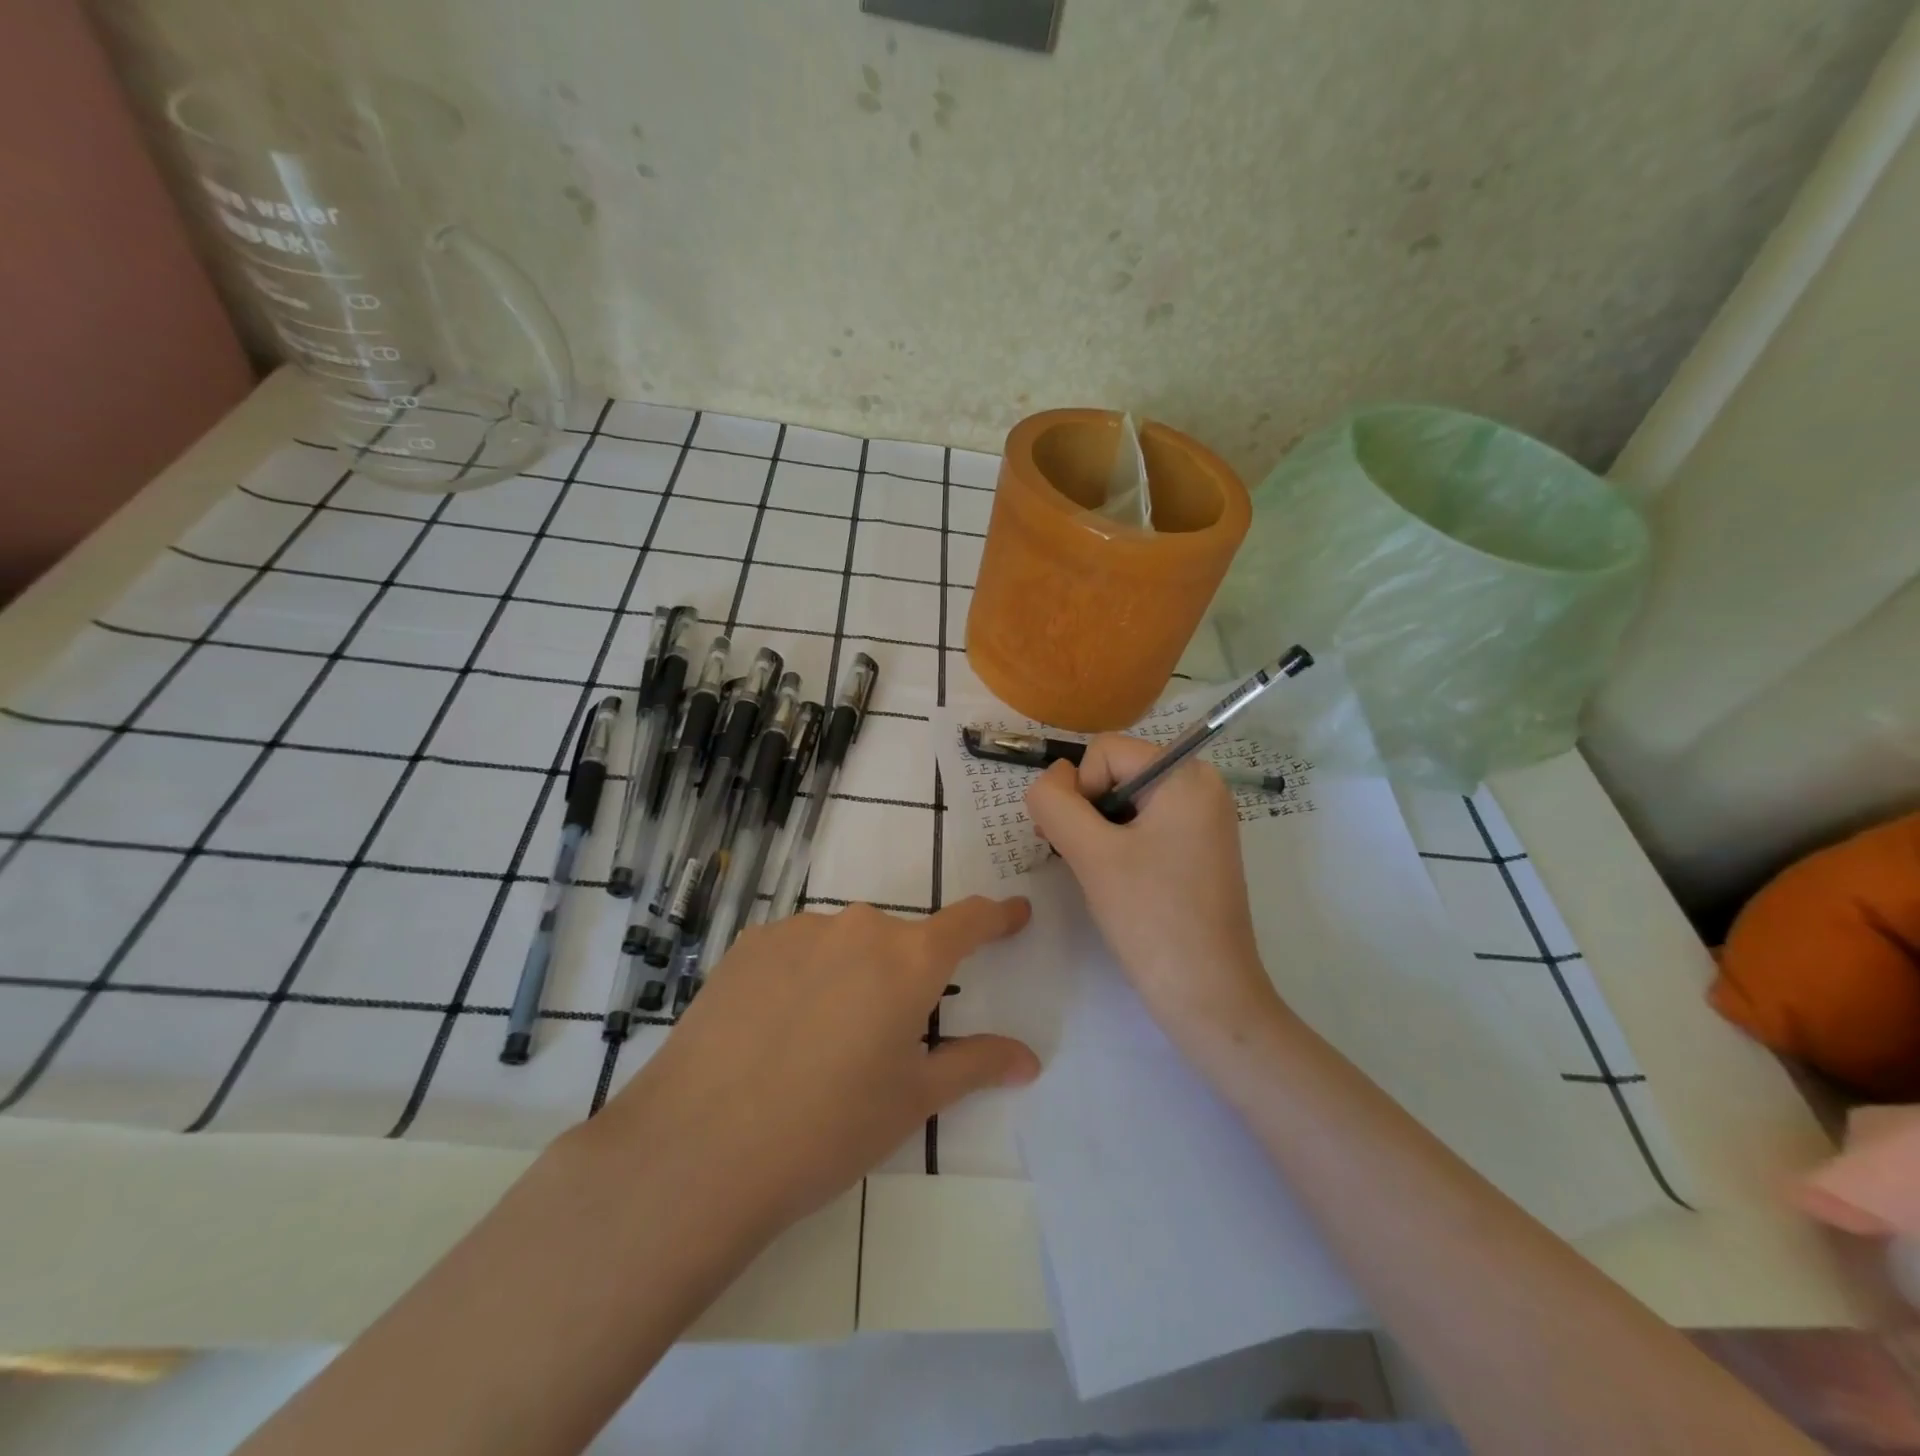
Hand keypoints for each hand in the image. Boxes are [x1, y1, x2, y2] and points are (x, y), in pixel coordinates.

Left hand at [593, 898, 1036, 1248]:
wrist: (700, 1148)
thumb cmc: (828, 1128)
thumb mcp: (912, 1100)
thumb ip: (975, 1065)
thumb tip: (1028, 1059)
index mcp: (908, 960)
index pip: (968, 922)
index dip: (997, 917)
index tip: (1015, 912)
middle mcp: (857, 928)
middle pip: (899, 941)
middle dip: (905, 977)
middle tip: (886, 1036)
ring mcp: (797, 931)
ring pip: (845, 945)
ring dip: (851, 977)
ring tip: (821, 1043)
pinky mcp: (748, 945)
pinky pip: (797, 950)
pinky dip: (805, 976)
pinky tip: (777, 1031)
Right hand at [1025, 736, 1283, 1050]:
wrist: (1208, 996)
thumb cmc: (1151, 918)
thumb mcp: (1091, 854)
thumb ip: (1055, 803)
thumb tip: (1049, 779)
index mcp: (1187, 775)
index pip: (1105, 751)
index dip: (1080, 791)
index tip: (1085, 843)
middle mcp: (1202, 786)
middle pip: (1116, 772)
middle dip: (1088, 811)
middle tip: (1084, 861)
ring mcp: (1203, 819)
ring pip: (1125, 801)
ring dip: (1099, 831)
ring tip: (1102, 876)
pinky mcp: (1198, 848)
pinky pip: (1144, 825)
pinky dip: (1119, 845)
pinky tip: (1120, 882)